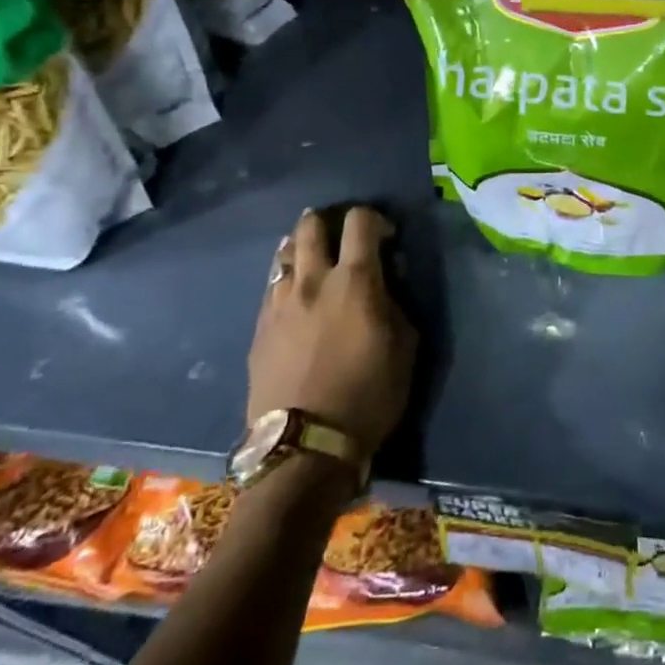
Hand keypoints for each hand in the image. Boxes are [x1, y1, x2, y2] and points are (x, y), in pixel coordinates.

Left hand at [247, 206, 414, 459]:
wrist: (305, 446)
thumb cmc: (369, 394)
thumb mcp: (405, 346)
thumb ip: (395, 304)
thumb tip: (385, 284)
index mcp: (355, 281)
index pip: (360, 222)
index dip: (375, 219)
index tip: (386, 237)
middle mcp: (312, 280)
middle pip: (311, 226)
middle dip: (329, 221)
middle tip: (343, 237)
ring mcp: (279, 302)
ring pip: (284, 253)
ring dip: (301, 247)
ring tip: (314, 260)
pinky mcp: (259, 327)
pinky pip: (271, 286)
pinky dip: (286, 278)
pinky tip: (296, 293)